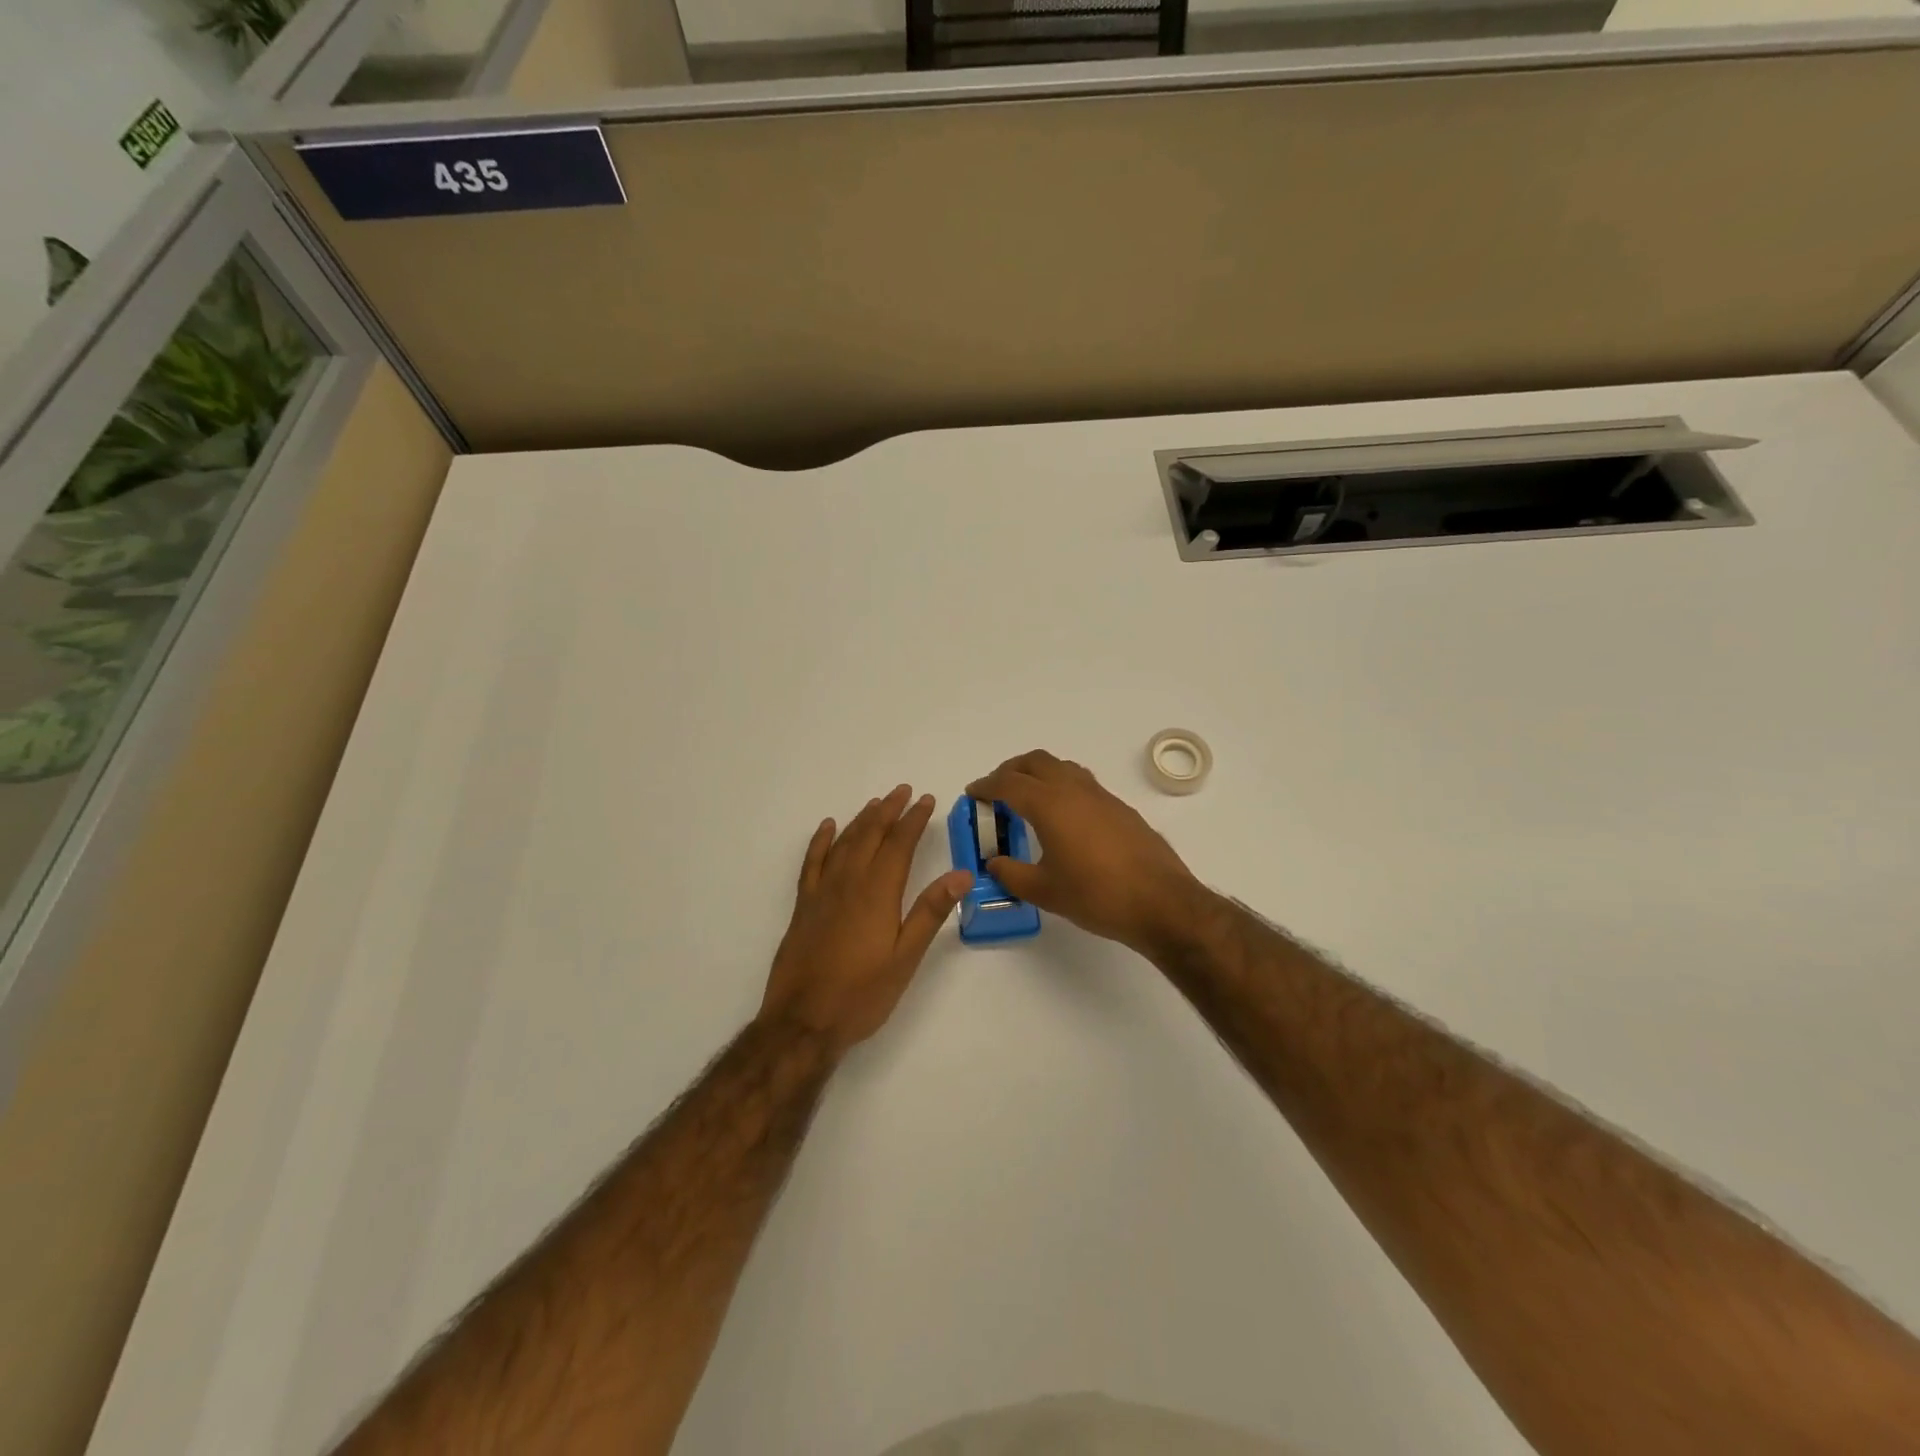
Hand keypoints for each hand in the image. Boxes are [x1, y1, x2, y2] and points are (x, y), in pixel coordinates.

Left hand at [761, 785, 972, 1055]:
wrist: (803, 1021)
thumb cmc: (862, 994)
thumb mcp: (906, 958)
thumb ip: (930, 912)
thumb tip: (960, 875)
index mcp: (877, 893)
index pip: (899, 844)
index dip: (914, 820)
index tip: (927, 800)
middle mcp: (848, 882)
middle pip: (870, 835)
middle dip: (889, 810)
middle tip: (904, 791)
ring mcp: (822, 892)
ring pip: (843, 843)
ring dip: (861, 820)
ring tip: (877, 803)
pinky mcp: (803, 905)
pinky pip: (812, 862)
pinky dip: (821, 841)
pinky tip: (828, 827)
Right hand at [966, 750, 1205, 955]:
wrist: (1161, 902)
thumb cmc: (1096, 895)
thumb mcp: (1044, 891)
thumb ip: (1012, 874)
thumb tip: (994, 862)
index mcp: (1050, 804)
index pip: (1008, 783)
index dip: (986, 786)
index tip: (973, 793)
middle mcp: (1074, 790)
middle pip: (1036, 762)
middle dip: (1011, 770)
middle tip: (997, 791)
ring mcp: (1101, 796)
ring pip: (1062, 768)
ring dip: (1039, 774)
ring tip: (1028, 800)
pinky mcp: (1120, 808)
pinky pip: (1082, 783)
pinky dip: (1062, 787)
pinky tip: (1063, 818)